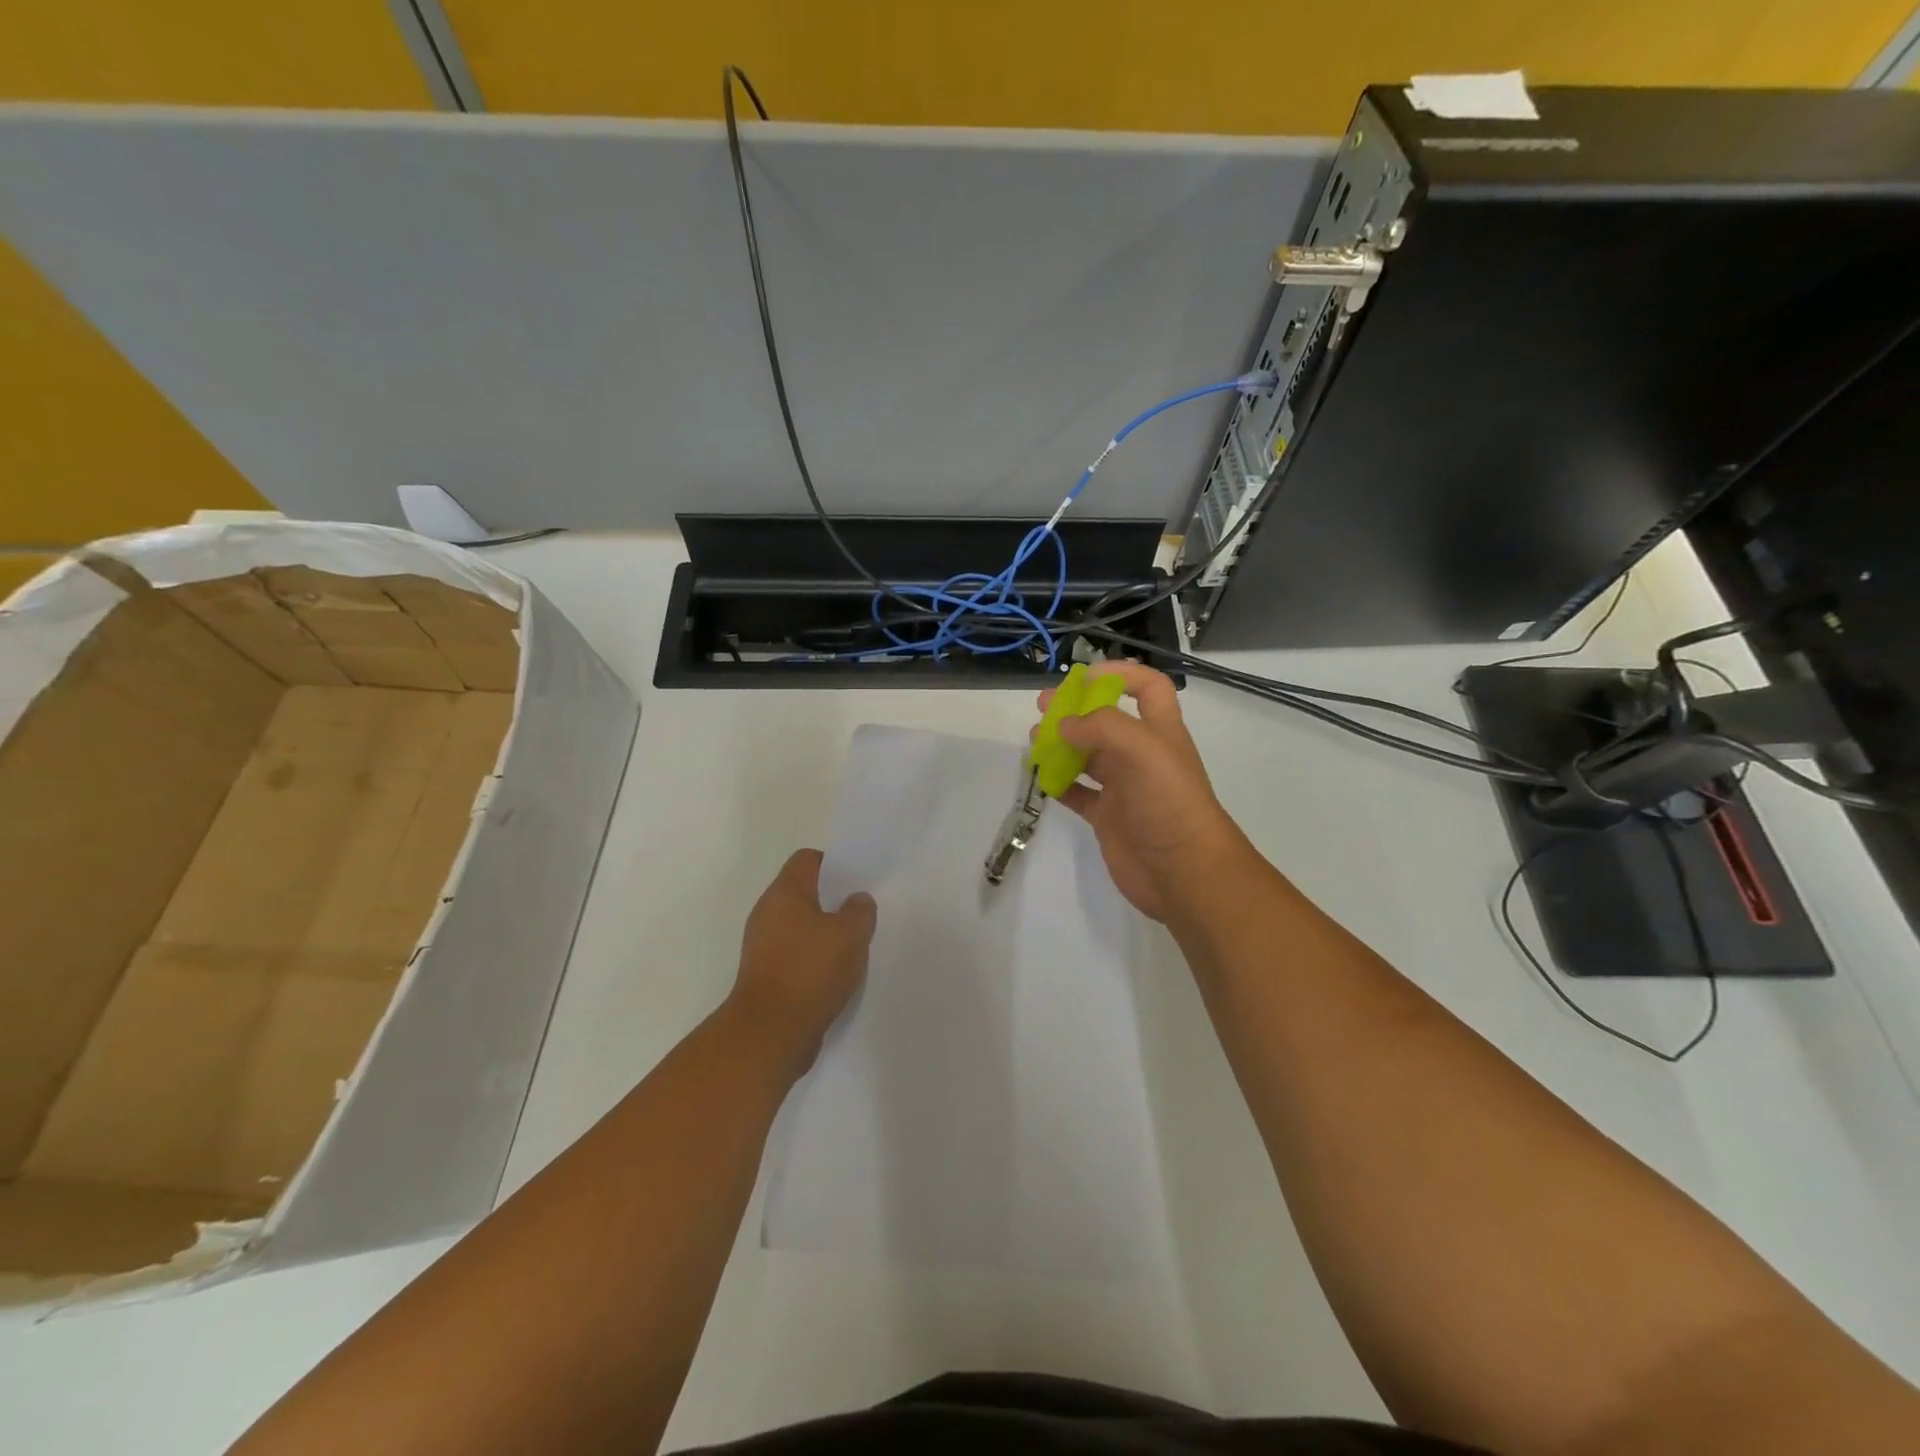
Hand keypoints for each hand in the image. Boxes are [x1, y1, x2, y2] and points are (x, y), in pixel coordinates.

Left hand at [727, 849, 875, 1077]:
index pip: (808, 859)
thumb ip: (860, 911)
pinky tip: (837, 975)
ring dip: (826, 934)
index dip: (834, 864)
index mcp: (785, 892)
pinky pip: (796, 955)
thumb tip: (857, 900)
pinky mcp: (766, 975)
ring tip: (855, 947)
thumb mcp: (850, 935)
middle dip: (834, 902)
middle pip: (805, 893)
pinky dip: (815, 960)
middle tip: (862, 915)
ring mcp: (763, 945)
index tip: (857, 881)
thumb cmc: (810, 971)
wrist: (770, 1033)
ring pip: (801, 926)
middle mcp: (768, 912)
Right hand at [1039, 662, 1249, 921]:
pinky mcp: (1108, 818)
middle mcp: (1142, 755)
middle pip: (1107, 721)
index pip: (1148, 687)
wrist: (1183, 872)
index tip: (1082, 677)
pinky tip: (1041, 778)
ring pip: (1088, 756)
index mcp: (1160, 732)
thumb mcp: (1142, 750)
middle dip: (1076, 709)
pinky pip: (1078, 793)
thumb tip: (1063, 725)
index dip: (1120, 674)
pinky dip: (1059, 783)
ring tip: (1034, 741)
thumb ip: (1101, 727)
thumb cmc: (1168, 803)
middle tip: (1042, 707)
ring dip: (1062, 744)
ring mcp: (1124, 788)